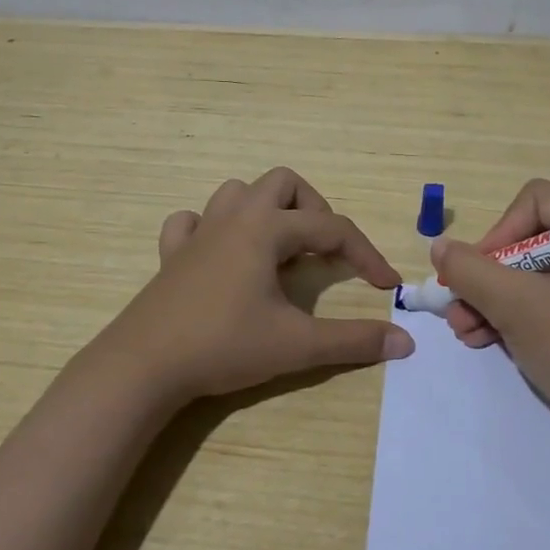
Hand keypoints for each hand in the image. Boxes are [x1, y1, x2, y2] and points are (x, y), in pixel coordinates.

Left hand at [96, 167, 413, 404]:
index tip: (386, 286)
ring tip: (280, 250)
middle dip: (314, 210)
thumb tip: (405, 342)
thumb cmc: (224, 345)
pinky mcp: (171, 255)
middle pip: (283, 183)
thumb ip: (353, 341)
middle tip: (324, 252)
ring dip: (266, 211)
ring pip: (237, 193)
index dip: (366, 254)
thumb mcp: (297, 345)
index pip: (332, 228)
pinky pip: (192, 222)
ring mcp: (198, 233)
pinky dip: (212, 229)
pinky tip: (222, 256)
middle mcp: (233, 218)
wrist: (144, 366)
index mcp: (265, 229)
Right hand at [431, 179, 549, 427]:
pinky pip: (543, 299)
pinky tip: (481, 338)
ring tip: (463, 330)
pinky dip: (511, 315)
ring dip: (490, 299)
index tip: (477, 272)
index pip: (536, 201)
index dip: (499, 232)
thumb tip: (439, 247)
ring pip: (529, 273)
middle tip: (457, 306)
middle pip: (528, 239)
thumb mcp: (517, 307)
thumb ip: (472, 271)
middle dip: (487, 276)